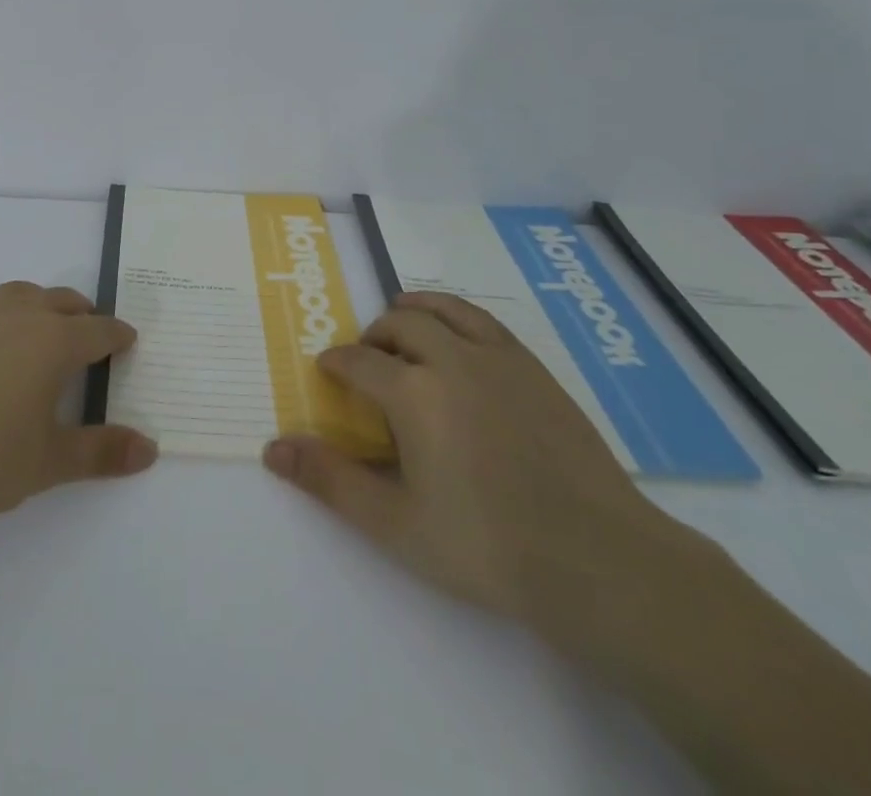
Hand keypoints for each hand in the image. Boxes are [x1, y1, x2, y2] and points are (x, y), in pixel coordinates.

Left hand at [0, 281, 157, 524]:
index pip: (99, 330)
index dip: (118, 337)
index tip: (128, 342)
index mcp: (52, 341)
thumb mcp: (45, 463)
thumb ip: (99, 454)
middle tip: (91, 334)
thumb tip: (150, 448)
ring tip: (42, 329)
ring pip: (21, 295)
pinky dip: (2, 320)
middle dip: (84, 315)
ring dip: (42, 306)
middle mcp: (19, 316)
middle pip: (63, 301)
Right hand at [262, 291, 695, 638]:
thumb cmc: (486, 546)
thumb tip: (272, 449)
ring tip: (404, 331)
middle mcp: (451, 359)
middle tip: (368, 363)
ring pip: (442, 309)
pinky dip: (456, 317)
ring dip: (413, 313)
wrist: (598, 560)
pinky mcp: (534, 368)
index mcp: (413, 393)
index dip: (336, 363)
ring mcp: (498, 359)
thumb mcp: (395, 524)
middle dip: (373, 337)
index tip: (328, 372)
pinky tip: (459, 344)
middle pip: (399, 324)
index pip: (358, 361)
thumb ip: (330, 481)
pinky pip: (484, 321)